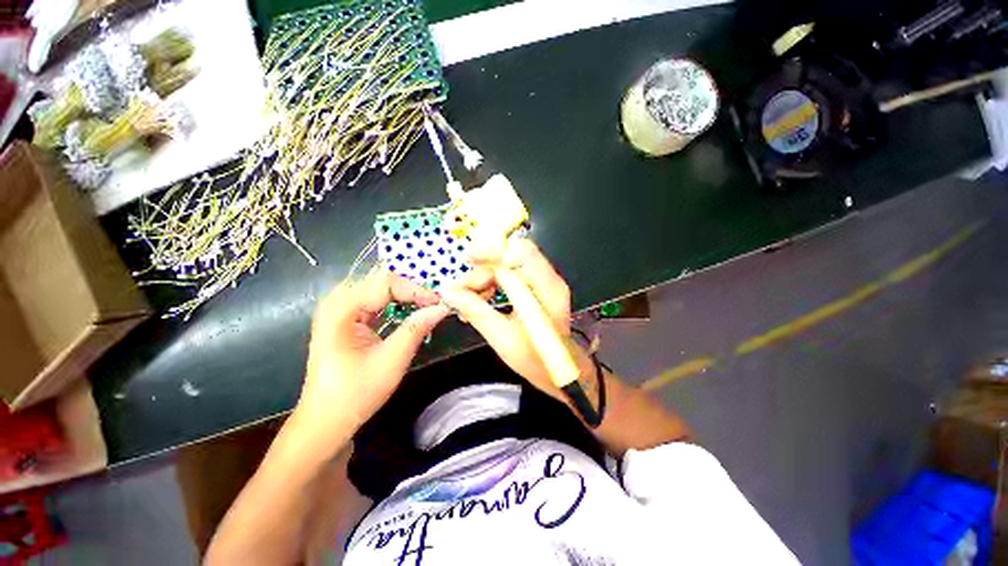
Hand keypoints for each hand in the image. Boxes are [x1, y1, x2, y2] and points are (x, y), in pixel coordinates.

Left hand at [296, 271, 448, 449]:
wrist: (326, 422)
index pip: (385, 283)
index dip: (416, 290)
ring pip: (379, 290)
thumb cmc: (356, 393)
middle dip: (411, 290)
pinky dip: (395, 305)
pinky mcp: (346, 320)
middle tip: (435, 302)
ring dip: (405, 296)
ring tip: (427, 305)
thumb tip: (443, 307)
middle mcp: (337, 303)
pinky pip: (375, 302)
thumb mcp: (392, 360)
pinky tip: (410, 311)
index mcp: (341, 309)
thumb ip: (417, 328)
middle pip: (381, 282)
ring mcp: (340, 311)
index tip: (439, 303)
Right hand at [439, 240, 591, 401]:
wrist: (559, 371)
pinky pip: (513, 274)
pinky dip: (495, 282)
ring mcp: (545, 282)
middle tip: (464, 288)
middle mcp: (549, 279)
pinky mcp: (538, 287)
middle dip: (485, 267)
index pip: (522, 253)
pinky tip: (483, 297)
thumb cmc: (534, 360)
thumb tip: (449, 292)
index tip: (468, 258)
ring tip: (471, 297)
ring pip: (511, 264)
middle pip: (514, 255)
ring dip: (487, 276)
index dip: (494, 251)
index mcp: (547, 290)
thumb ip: (476, 311)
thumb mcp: (502, 338)